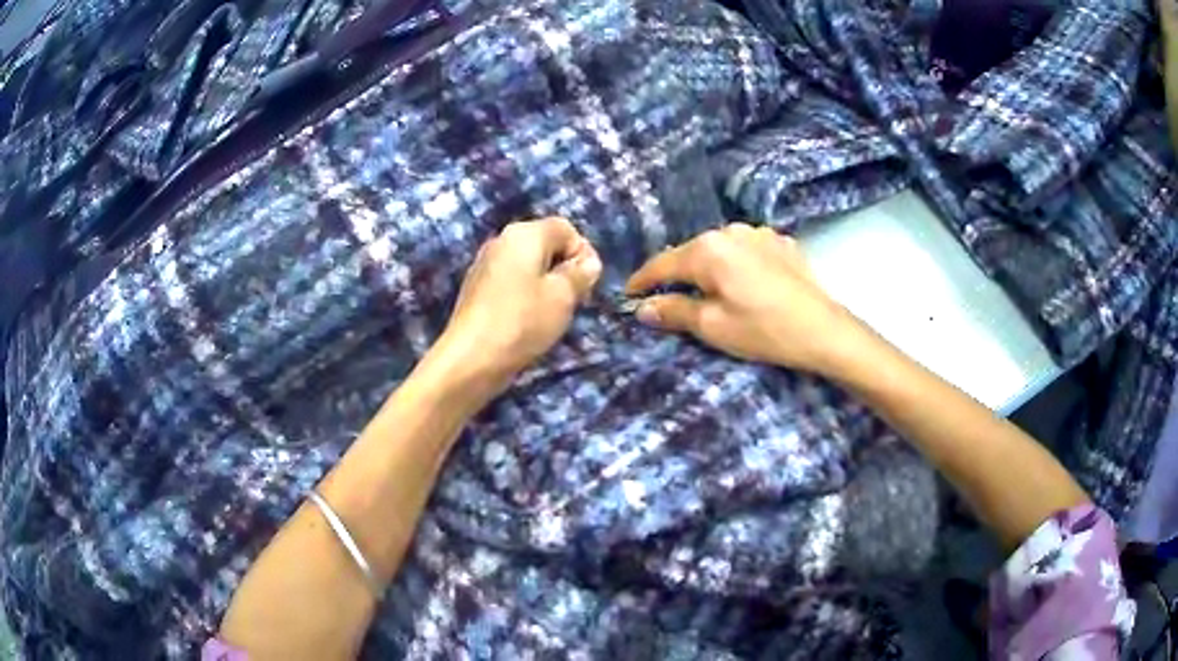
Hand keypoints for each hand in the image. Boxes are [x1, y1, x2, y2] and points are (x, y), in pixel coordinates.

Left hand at [427, 217, 601, 398]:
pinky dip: (525, 296)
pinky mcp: (476, 288)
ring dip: (545, 285)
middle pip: (545, 245)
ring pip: (528, 266)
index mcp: (524, 234)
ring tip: (551, 315)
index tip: (587, 285)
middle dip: (564, 269)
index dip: (583, 254)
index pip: (566, 229)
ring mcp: (485, 264)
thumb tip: (588, 262)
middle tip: (573, 301)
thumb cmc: (523, 321)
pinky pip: (511, 282)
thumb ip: (581, 273)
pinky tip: (526, 322)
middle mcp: (502, 240)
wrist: (471, 358)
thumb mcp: (564, 296)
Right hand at [625, 223, 864, 374]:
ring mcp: (759, 233)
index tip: (627, 296)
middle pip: (691, 253)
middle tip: (666, 300)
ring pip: (720, 250)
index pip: (662, 263)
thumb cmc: (763, 330)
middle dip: (676, 275)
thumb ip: (673, 311)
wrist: (824, 330)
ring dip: (708, 268)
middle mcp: (731, 231)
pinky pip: (746, 250)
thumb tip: (642, 308)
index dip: (641, 281)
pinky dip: (736, 265)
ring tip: (707, 292)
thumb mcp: (712, 326)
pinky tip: (743, 284)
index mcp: (708, 249)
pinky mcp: (781, 243)